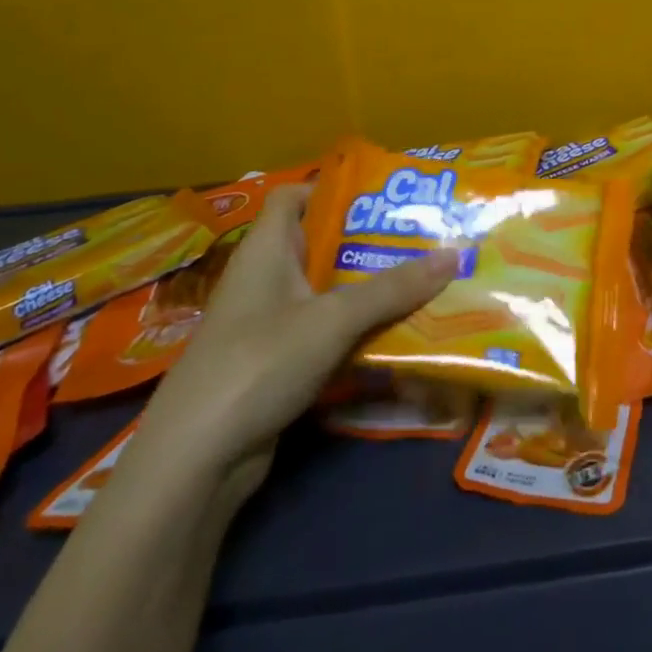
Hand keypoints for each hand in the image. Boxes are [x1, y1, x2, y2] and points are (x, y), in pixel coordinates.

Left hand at [127, 182, 456, 506]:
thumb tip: (454, 255)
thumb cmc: (258, 363)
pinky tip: (401, 331)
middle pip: (323, 244)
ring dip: (372, 289)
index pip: (294, 196)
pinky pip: (328, 332)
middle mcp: (267, 279)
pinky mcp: (279, 364)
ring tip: (426, 278)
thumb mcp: (333, 318)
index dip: (333, 188)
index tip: (384, 195)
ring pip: (330, 292)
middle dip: (372, 241)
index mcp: (266, 250)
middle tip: (424, 236)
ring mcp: (271, 324)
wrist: (196, 462)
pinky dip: (360, 329)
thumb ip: (393, 288)